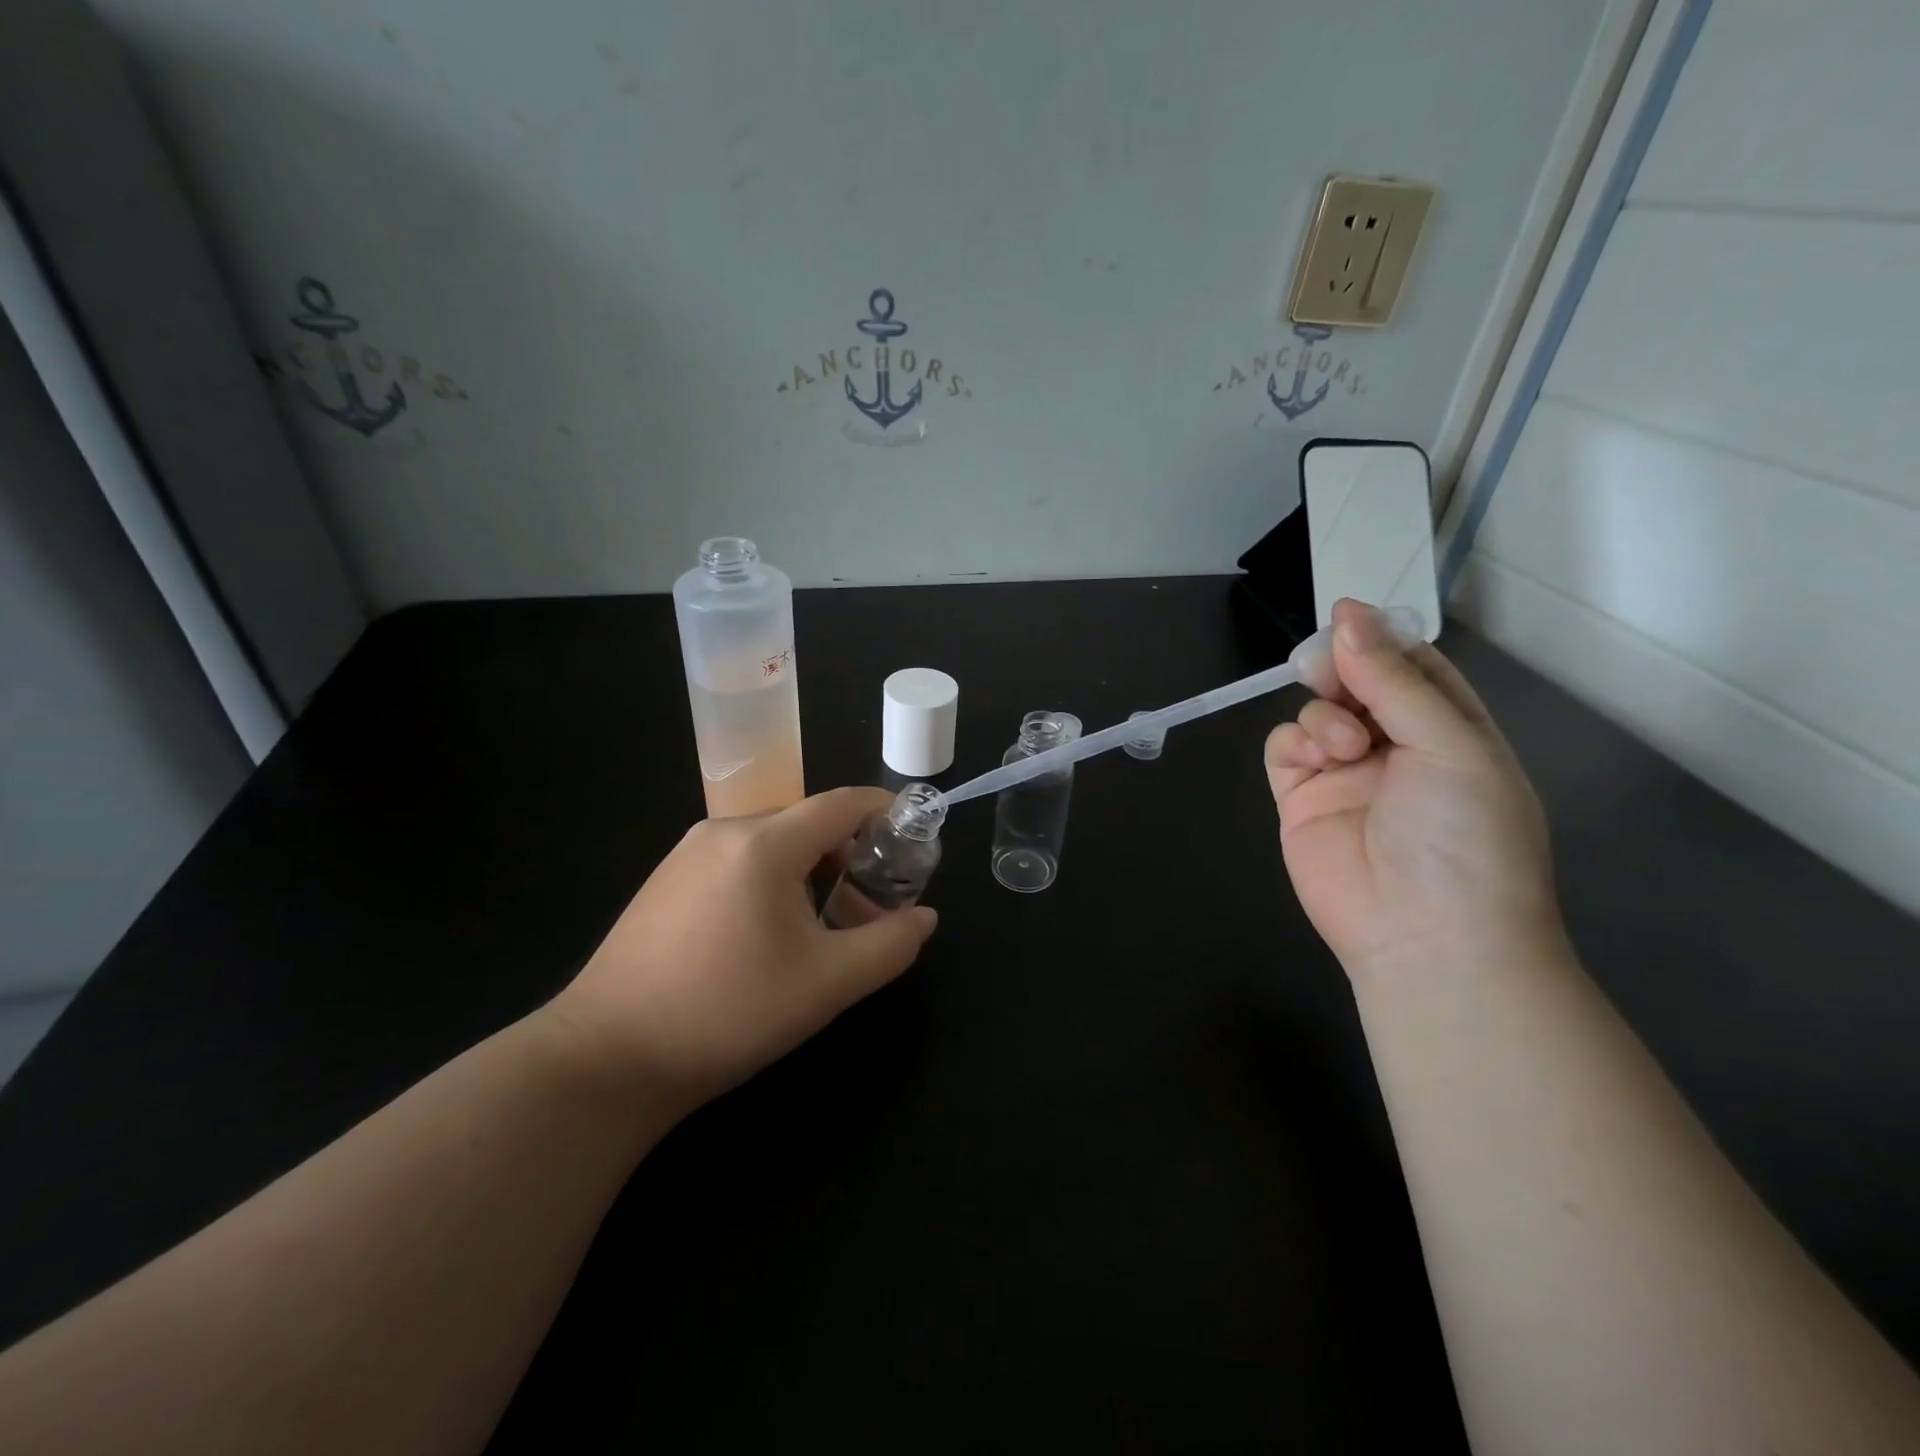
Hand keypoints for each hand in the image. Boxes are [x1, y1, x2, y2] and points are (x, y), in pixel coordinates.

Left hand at [544, 787, 937, 1113]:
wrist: (606, 1059)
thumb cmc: (727, 1012)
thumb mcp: (827, 984)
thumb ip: (890, 945)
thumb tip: (924, 917)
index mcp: (764, 842)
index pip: (842, 802)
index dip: (886, 812)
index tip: (915, 838)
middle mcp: (723, 831)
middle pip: (807, 821)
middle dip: (850, 850)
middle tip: (874, 899)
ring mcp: (686, 854)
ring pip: (771, 843)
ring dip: (811, 868)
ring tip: (825, 921)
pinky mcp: (665, 882)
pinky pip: (737, 861)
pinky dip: (771, 879)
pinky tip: (769, 934)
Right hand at [1264, 599, 1560, 978]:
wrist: (1425, 938)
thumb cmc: (1463, 837)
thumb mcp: (1450, 746)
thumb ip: (1394, 680)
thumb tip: (1348, 615)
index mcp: (1451, 732)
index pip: (1414, 668)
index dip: (1382, 639)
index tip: (1346, 614)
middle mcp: (1397, 748)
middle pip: (1358, 684)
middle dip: (1342, 668)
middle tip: (1327, 667)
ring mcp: (1345, 775)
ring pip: (1317, 711)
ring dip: (1325, 715)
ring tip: (1344, 747)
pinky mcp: (1300, 800)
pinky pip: (1285, 749)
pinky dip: (1295, 743)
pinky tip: (1315, 761)